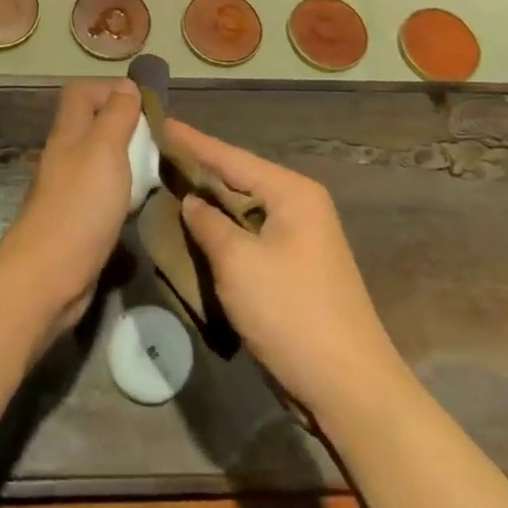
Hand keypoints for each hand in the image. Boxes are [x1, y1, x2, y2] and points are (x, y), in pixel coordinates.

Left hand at [0, 79, 143, 335]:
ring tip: (158, 167)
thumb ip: (116, 115)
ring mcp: (69, 188)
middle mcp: (65, 155)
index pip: (81, 92)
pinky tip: (142, 200)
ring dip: (128, 159)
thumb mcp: (105, 149)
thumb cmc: (80, 204)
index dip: (110, 89)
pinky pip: (103, 191)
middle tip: (159, 139)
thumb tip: (126, 85)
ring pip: (100, 159)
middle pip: (92, 125)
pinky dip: (123, 190)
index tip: (144, 105)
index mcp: (68, 132)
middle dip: (125, 125)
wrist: (50, 274)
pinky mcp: (77, 218)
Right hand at [168, 119, 398, 417]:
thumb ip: (208, 223)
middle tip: (159, 152)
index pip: (231, 157)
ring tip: (170, 183)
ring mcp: (301, 239)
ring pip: (244, 209)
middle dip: (201, 168)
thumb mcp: (238, 262)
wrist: (348, 386)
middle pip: (240, 178)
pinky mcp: (295, 268)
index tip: (162, 121)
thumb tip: (193, 201)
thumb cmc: (290, 312)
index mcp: (292, 193)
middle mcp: (301, 206)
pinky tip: (198, 228)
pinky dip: (224, 230)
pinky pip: (251, 235)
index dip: (194, 141)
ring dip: (211, 201)